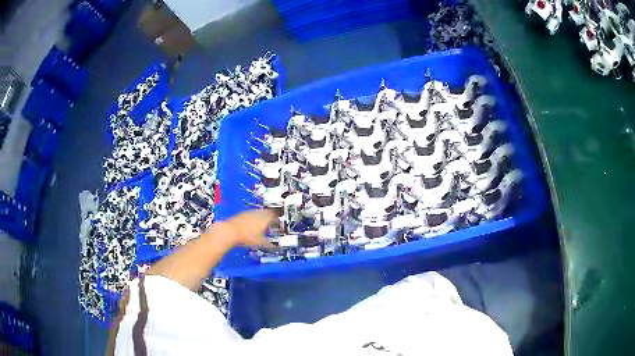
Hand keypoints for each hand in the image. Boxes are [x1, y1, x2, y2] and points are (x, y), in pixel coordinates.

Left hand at [207, 209, 275, 247]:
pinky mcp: (242, 214)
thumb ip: (271, 245)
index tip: (282, 222)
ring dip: (263, 217)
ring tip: (264, 224)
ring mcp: (250, 212)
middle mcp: (259, 213)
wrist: (229, 231)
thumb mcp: (261, 243)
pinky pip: (252, 214)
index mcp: (266, 218)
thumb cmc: (247, 237)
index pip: (276, 215)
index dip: (280, 218)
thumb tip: (277, 248)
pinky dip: (255, 218)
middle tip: (274, 223)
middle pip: (268, 212)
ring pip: (260, 213)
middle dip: (272, 217)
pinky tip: (253, 225)